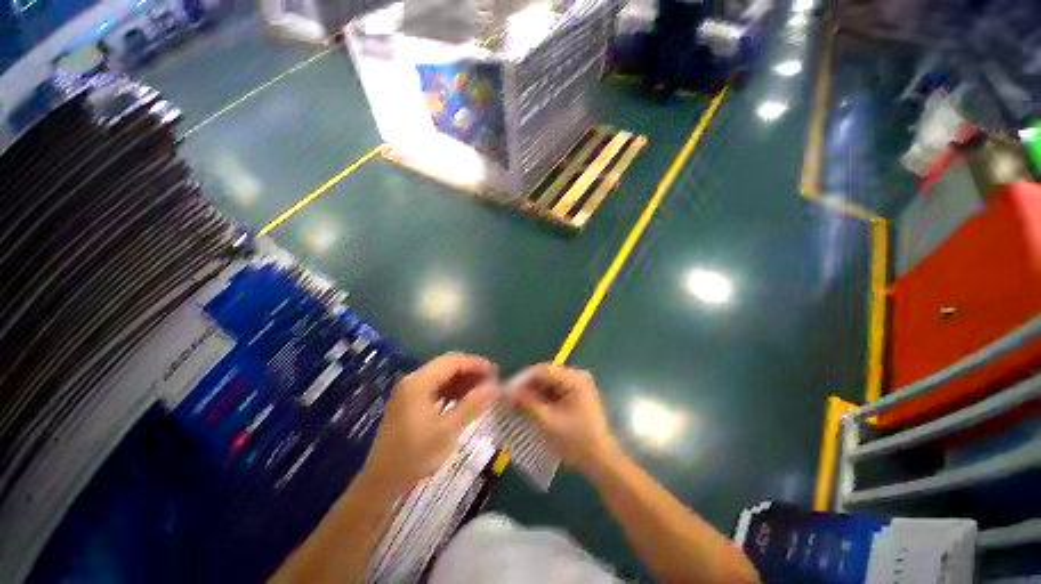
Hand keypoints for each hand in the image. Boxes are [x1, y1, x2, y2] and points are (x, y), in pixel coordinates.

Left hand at [362, 353, 497, 493]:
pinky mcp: (409, 401)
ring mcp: (409, 390)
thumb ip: (472, 405)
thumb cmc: (415, 456)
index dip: (475, 364)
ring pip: (441, 375)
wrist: (381, 481)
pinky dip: (451, 389)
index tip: (495, 371)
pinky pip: (435, 387)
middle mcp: (413, 380)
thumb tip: (494, 386)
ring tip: (481, 389)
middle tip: (491, 380)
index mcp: (419, 383)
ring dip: (462, 380)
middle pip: (447, 365)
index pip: (452, 362)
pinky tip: (464, 399)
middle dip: (470, 371)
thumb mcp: (447, 431)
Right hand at [508, 363, 619, 473]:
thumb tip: (508, 393)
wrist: (602, 461)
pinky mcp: (577, 394)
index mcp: (574, 379)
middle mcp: (577, 376)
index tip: (507, 392)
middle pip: (545, 375)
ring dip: (534, 392)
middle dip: (527, 386)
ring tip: (517, 404)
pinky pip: (555, 390)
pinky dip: (542, 397)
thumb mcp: (550, 423)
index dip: (522, 380)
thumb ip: (529, 404)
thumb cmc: (577, 442)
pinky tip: (531, 407)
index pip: (542, 370)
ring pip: (548, 382)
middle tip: (510, 399)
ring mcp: (578, 384)